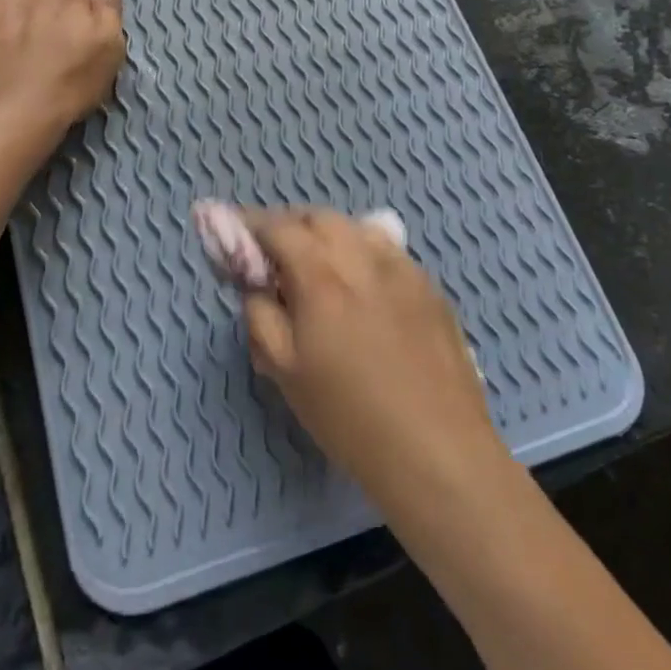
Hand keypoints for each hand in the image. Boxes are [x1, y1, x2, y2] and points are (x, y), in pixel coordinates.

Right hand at [241, 208, 507, 511]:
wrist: (437, 451)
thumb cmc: (349, 417)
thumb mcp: (284, 370)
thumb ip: (260, 314)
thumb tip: (257, 284)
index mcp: (321, 275)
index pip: (277, 227)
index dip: (249, 224)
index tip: (233, 232)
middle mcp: (363, 258)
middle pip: (319, 218)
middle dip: (290, 227)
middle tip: (274, 257)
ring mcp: (403, 268)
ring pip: (356, 229)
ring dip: (328, 236)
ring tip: (319, 269)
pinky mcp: (430, 287)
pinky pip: (387, 252)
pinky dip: (362, 254)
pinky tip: (362, 289)